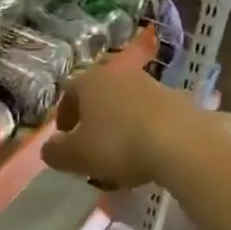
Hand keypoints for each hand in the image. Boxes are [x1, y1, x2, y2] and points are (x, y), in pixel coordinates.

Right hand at [42, 65, 193, 189]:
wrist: (182, 142)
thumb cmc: (119, 144)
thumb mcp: (77, 156)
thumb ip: (56, 153)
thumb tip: (48, 148)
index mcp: (90, 81)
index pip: (68, 92)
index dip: (64, 115)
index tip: (65, 138)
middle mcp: (119, 74)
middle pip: (99, 95)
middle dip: (93, 119)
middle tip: (91, 145)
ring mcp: (151, 83)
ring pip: (126, 103)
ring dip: (120, 123)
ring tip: (121, 153)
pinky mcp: (177, 98)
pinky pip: (151, 113)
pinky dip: (144, 128)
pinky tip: (148, 151)